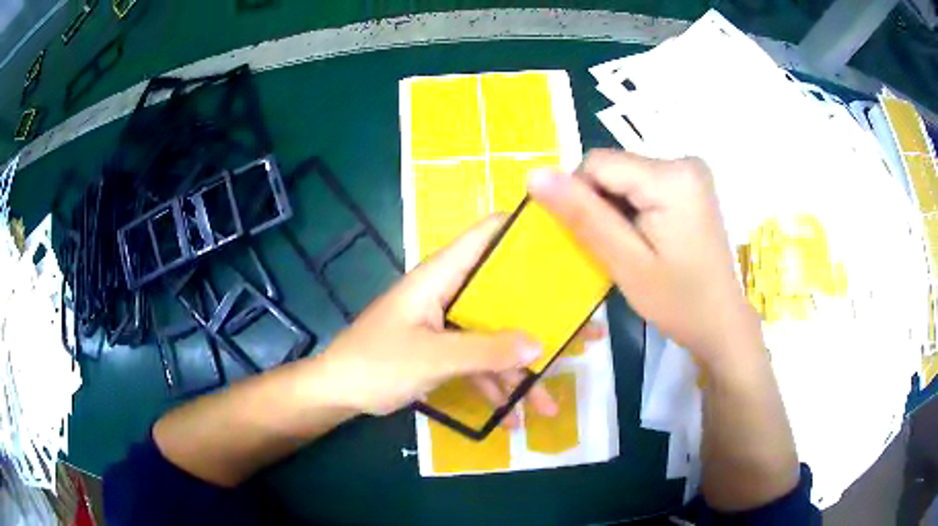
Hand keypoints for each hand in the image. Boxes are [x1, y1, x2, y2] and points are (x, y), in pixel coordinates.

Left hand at [315, 215, 574, 422]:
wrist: (339, 393)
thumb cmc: (376, 364)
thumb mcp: (432, 358)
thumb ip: (485, 351)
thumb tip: (540, 345)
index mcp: (443, 276)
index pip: (487, 235)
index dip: (524, 231)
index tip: (567, 242)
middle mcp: (450, 292)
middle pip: (505, 294)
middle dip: (543, 317)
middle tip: (586, 330)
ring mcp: (449, 324)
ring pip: (496, 337)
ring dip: (522, 369)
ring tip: (551, 401)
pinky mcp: (445, 350)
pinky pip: (479, 362)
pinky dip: (496, 386)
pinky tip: (514, 416)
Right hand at [528, 150, 762, 371]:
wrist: (721, 322)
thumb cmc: (678, 301)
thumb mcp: (626, 262)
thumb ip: (582, 215)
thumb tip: (534, 174)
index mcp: (672, 175)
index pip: (597, 163)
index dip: (582, 199)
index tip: (595, 239)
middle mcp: (683, 160)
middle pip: (613, 168)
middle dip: (603, 206)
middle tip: (618, 250)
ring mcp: (690, 171)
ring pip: (625, 177)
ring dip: (617, 209)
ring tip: (635, 248)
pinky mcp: (691, 183)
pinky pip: (643, 184)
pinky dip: (634, 209)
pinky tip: (648, 239)